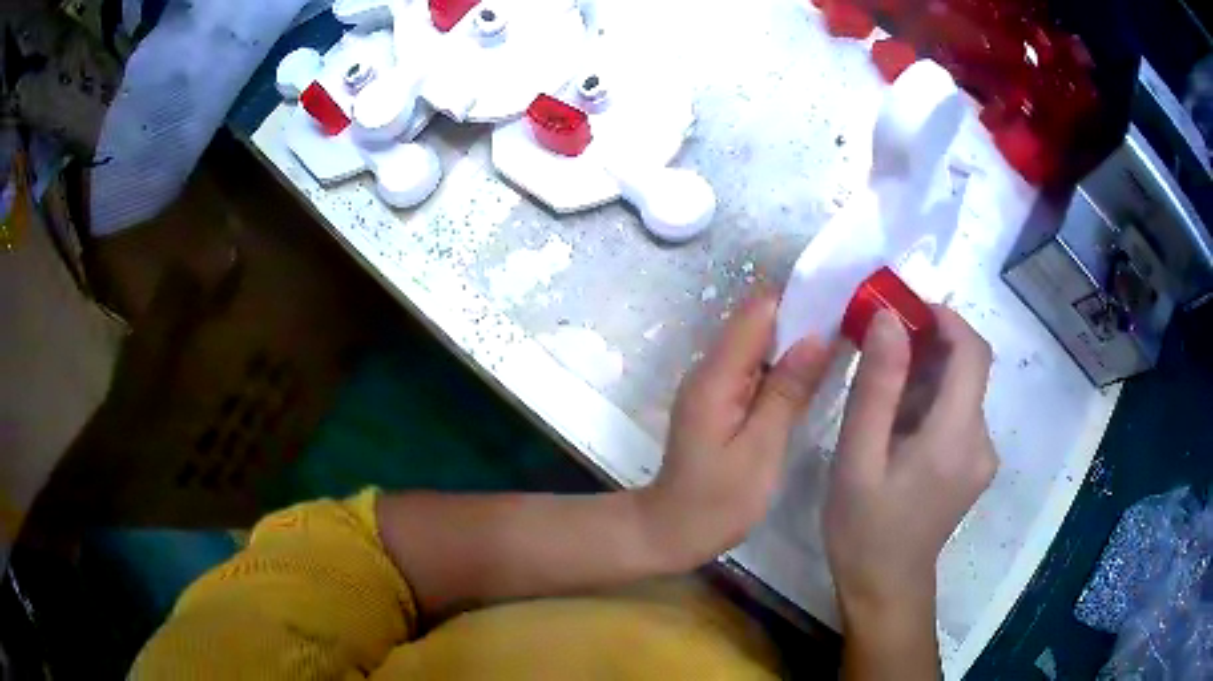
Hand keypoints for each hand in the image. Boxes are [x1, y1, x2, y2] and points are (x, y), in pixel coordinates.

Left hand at [638, 290, 831, 568]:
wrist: (671, 531)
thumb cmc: (718, 501)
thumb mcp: (761, 449)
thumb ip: (788, 391)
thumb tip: (817, 336)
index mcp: (717, 375)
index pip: (757, 311)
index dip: (798, 298)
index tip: (841, 299)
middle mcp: (710, 369)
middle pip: (758, 323)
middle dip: (803, 317)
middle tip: (852, 323)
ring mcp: (713, 384)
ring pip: (758, 344)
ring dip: (796, 341)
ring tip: (844, 341)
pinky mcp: (720, 400)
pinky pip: (754, 368)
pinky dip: (784, 366)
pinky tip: (815, 375)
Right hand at [825, 307, 997, 627]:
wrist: (886, 588)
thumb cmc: (864, 529)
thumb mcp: (858, 458)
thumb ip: (877, 387)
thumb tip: (889, 319)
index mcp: (956, 437)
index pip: (973, 352)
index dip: (945, 318)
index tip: (904, 308)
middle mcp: (982, 440)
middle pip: (969, 368)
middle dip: (928, 344)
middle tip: (879, 345)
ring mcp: (982, 455)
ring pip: (962, 391)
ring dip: (927, 375)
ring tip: (881, 391)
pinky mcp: (974, 465)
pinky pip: (959, 414)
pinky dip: (932, 401)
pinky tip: (897, 425)